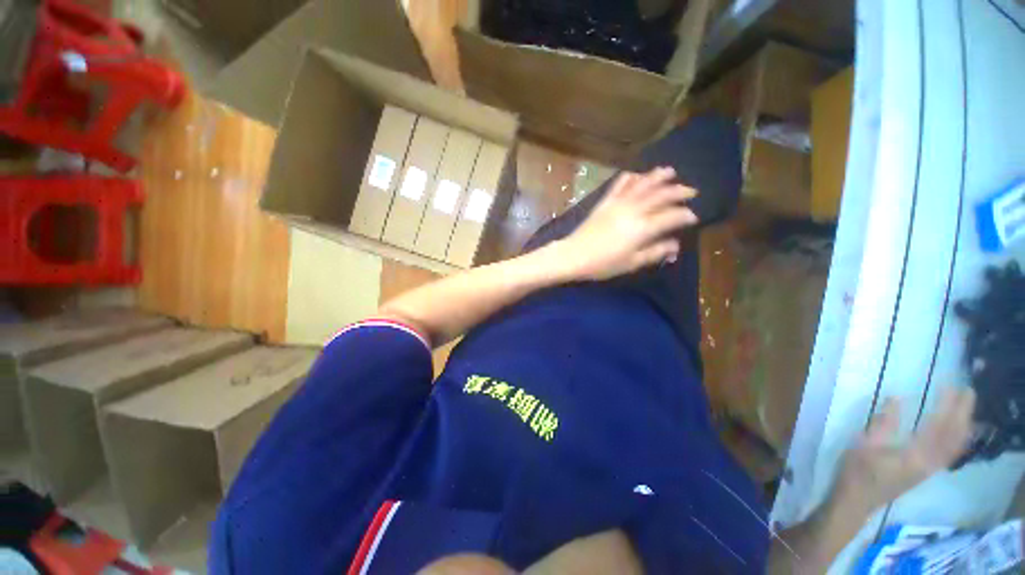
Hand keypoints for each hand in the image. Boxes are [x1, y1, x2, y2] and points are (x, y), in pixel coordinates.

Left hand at [557, 167, 698, 280]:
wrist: (574, 255)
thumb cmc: (603, 264)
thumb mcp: (632, 263)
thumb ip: (655, 252)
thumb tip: (675, 245)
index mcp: (643, 228)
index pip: (671, 216)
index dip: (685, 215)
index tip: (693, 217)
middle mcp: (634, 210)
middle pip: (661, 195)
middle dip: (679, 191)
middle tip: (691, 191)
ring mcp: (618, 203)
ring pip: (642, 184)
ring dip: (658, 176)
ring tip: (671, 171)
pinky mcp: (605, 202)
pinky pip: (619, 184)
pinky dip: (630, 177)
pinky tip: (637, 174)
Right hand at [834, 388, 975, 512]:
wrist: (857, 500)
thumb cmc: (858, 471)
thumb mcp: (865, 444)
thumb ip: (883, 423)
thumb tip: (896, 398)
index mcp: (915, 455)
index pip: (938, 426)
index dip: (947, 406)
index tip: (949, 385)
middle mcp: (930, 462)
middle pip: (954, 436)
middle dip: (963, 413)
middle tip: (967, 390)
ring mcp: (930, 468)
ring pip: (956, 446)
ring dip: (964, 424)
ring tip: (966, 406)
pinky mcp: (926, 471)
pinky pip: (950, 452)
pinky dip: (958, 438)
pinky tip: (958, 431)